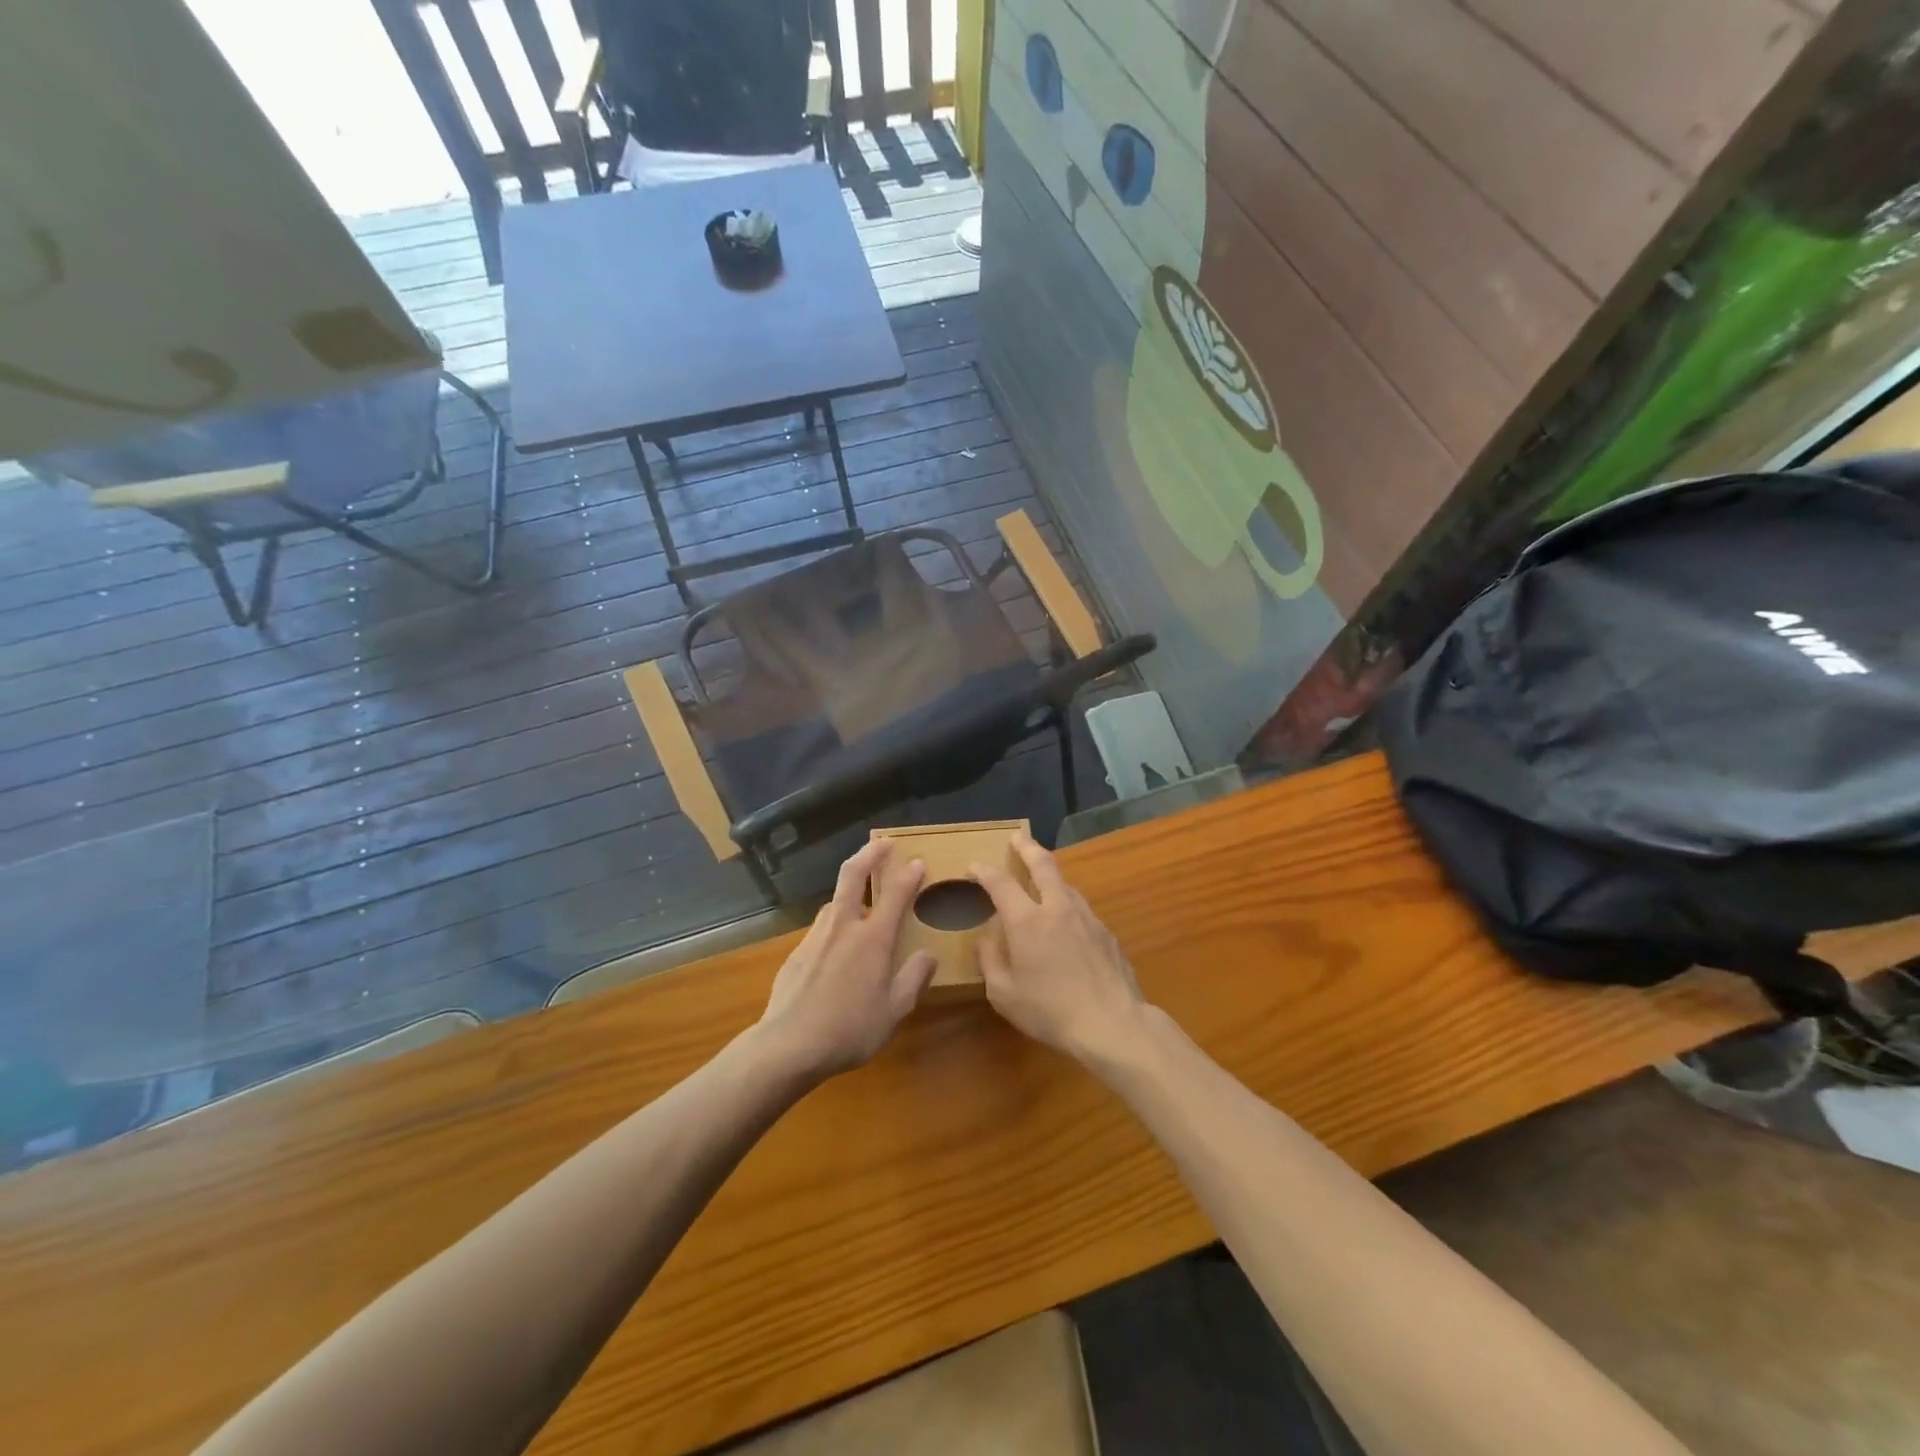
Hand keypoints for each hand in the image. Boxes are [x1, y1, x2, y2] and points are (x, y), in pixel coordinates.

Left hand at [755, 838, 936, 1081]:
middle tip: (882, 843)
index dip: (909, 875)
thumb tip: (928, 955)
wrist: (787, 1045)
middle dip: (869, 854)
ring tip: (861, 901)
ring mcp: (816, 936)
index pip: (895, 894)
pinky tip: (837, 948)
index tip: (918, 862)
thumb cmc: (849, 1030)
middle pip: (853, 875)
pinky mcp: (796, 952)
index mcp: (873, 939)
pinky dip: (835, 924)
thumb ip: (914, 978)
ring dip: (850, 893)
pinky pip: (822, 928)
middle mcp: (844, 927)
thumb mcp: (894, 1010)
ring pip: (835, 902)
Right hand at [970, 831, 1147, 1062]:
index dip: (984, 871)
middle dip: (1027, 847)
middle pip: (1043, 865)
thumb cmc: (1050, 1011)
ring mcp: (1087, 918)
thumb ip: (990, 960)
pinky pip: (1081, 910)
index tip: (974, 867)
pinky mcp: (1107, 933)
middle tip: (1018, 837)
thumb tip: (987, 937)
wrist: (1113, 1024)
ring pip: (1066, 885)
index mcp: (1027, 920)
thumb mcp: (1004, 994)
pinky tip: (1067, 924)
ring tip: (1041, 880)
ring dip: (1051, 876)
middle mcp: (1058, 908)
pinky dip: (1067, 906)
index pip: (1000, 883)